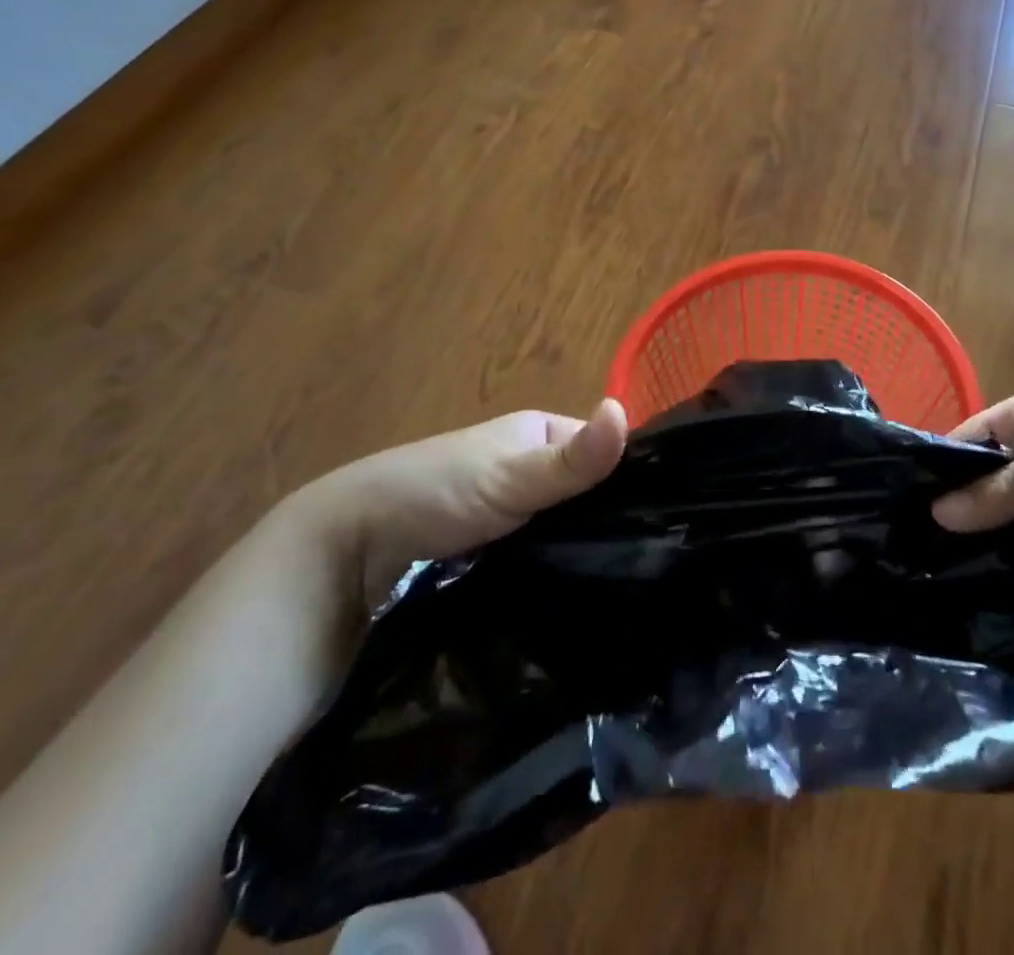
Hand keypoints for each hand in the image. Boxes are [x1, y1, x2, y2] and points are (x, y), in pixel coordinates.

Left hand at [286, 399, 628, 615]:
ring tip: (631, 594)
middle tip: (651, 569)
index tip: (666, 526)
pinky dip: (560, 575)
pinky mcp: (498, 554)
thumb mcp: (508, 475)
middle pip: (590, 495)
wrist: (347, 555)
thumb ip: (569, 458)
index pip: (607, 451)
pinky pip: (545, 560)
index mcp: (541, 432)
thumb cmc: (433, 493)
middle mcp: (532, 468)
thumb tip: (623, 410)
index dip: (634, 482)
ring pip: (569, 531)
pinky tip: (588, 603)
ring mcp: (515, 513)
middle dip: (612, 526)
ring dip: (587, 555)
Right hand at [932, 384, 1013, 575]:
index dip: (940, 467)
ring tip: (954, 581)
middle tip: (924, 554)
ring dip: (999, 542)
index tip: (907, 506)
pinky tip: (1007, 592)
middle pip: (992, 481)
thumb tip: (936, 512)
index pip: (971, 437)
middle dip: (965, 512)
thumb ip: (1003, 488)